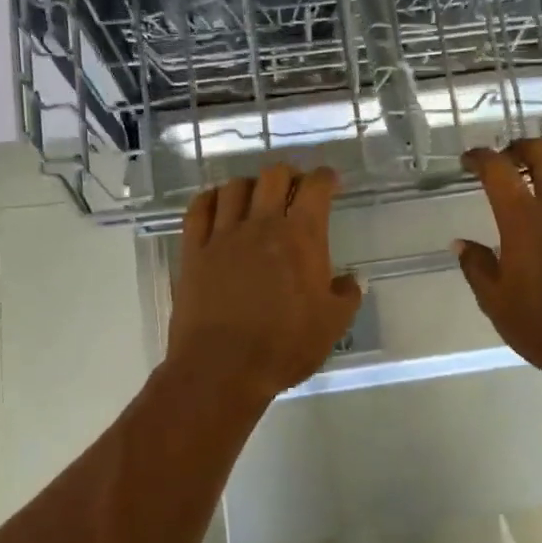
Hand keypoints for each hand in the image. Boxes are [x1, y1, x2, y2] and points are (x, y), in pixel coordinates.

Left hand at [168, 164, 362, 405]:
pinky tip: (217, 204)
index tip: (330, 182)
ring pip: (234, 187)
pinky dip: (211, 198)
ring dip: (250, 185)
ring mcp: (222, 235)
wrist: (223, 367)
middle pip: (273, 176)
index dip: (325, 178)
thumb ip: (346, 296)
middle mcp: (261, 225)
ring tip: (256, 198)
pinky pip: (198, 209)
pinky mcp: (193, 251)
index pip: (315, 188)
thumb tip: (349, 281)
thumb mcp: (332, 325)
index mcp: (301, 237)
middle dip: (288, 175)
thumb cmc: (284, 346)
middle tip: (294, 189)